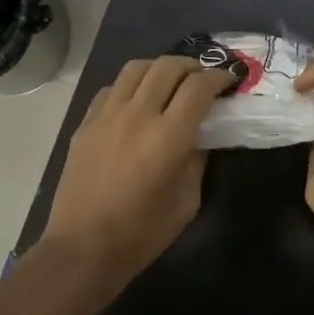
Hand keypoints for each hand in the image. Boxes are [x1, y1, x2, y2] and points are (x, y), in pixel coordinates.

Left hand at [43, 56, 232, 287]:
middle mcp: (137, 115)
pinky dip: (132, 85)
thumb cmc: (143, 232)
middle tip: (203, 79)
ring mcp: (107, 115)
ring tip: (171, 81)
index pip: (199, 87)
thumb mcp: (188, 201)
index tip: (229, 81)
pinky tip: (137, 102)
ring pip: (136, 68)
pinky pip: (112, 88)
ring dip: (160, 68)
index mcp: (168, 136)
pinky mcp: (86, 123)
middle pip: (168, 66)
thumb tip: (200, 135)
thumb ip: (198, 160)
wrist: (84, 248)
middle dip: (193, 66)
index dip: (219, 78)